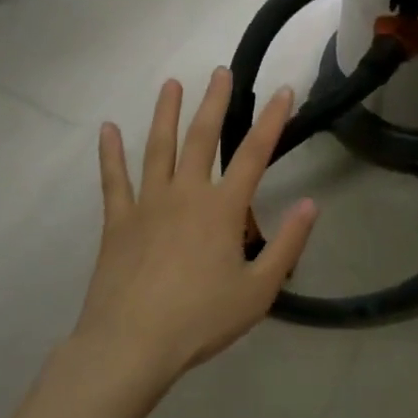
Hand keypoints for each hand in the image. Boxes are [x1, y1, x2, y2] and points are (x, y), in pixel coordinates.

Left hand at [75, 68, 317, 388]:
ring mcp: (147, 204)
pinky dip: (111, 153)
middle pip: (202, 138)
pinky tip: (108, 129)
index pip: (254, 154)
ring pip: (158, 148)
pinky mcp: (117, 221)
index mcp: (222, 209)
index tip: (285, 91)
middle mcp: (185, 194)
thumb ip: (287, 245)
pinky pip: (113, 180)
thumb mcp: (258, 290)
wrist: (131, 345)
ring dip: (166, 113)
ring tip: (171, 84)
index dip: (272, 120)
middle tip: (221, 72)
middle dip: (214, 102)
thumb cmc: (200, 320)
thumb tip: (310, 204)